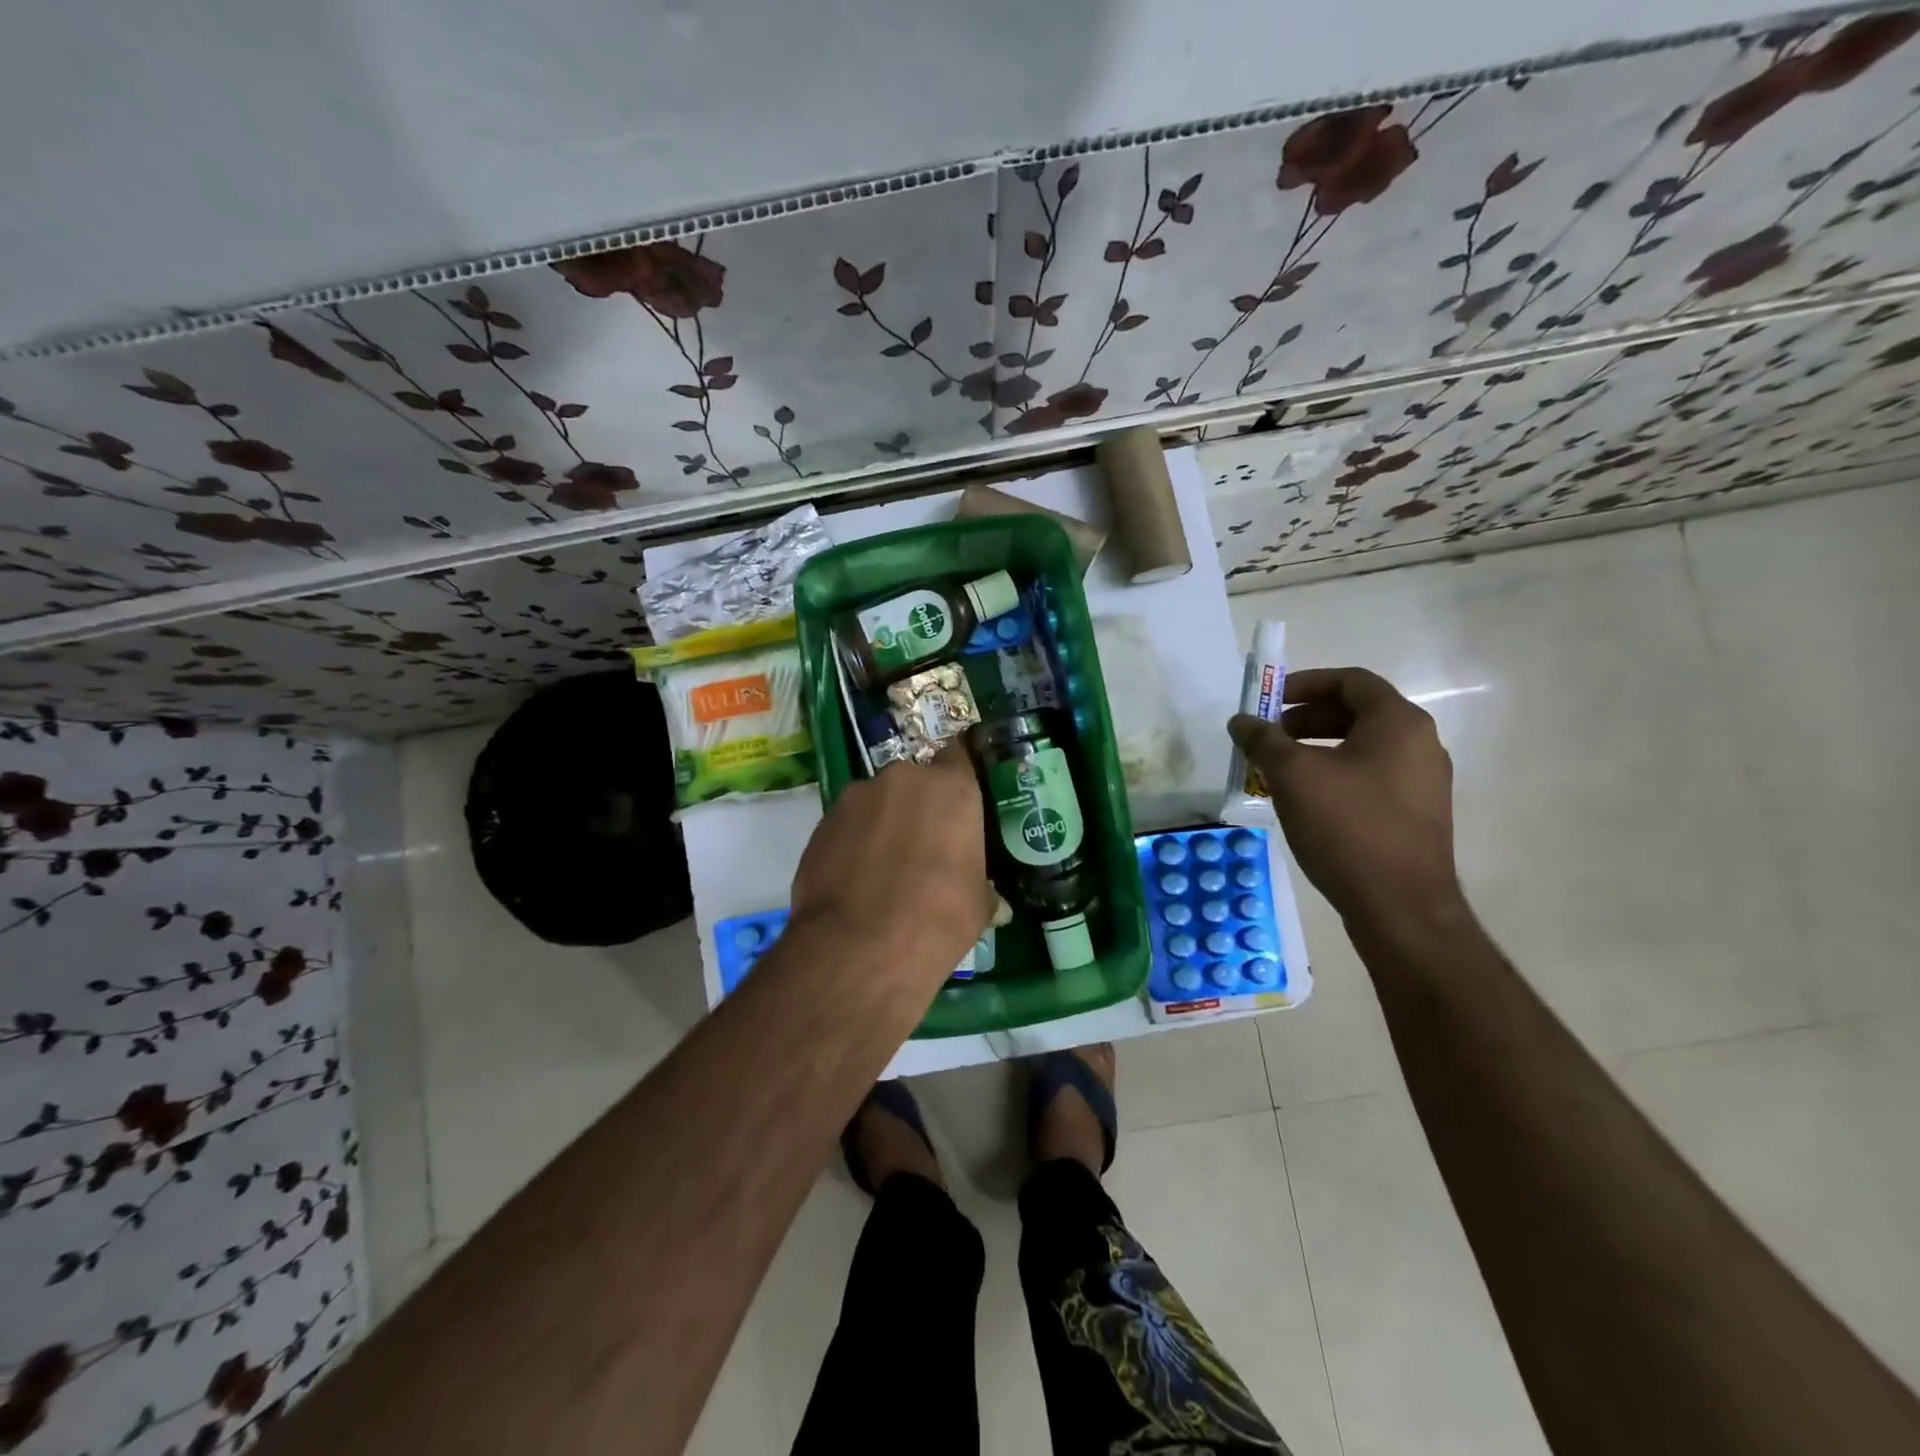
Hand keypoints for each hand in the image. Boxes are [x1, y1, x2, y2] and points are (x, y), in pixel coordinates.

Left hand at [789, 750, 996, 986]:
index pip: (959, 756)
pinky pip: (848, 825)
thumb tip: (995, 903)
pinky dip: (854, 842)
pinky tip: (856, 879)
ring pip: (877, 802)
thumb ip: (983, 890)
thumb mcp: (977, 907)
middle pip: (915, 781)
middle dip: (919, 806)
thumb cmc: (936, 919)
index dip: (959, 775)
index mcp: (951, 788)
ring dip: (884, 823)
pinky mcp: (822, 822)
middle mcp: (903, 779)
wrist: (858, 947)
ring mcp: (856, 797)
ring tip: (884, 866)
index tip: (959, 800)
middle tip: (925, 844)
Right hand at [1229, 667, 1462, 930]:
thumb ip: (1264, 740)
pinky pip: (1371, 776)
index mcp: (1398, 723)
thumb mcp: (1293, 776)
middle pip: (1358, 712)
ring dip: (1318, 748)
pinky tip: (1306, 800)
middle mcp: (1420, 745)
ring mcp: (1422, 782)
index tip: (1270, 701)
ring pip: (1363, 747)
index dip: (1306, 683)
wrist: (1400, 907)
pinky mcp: (1416, 814)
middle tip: (1270, 736)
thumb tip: (1241, 721)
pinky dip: (1335, 774)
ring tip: (1279, 769)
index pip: (1352, 680)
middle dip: (1307, 719)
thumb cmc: (1347, 827)